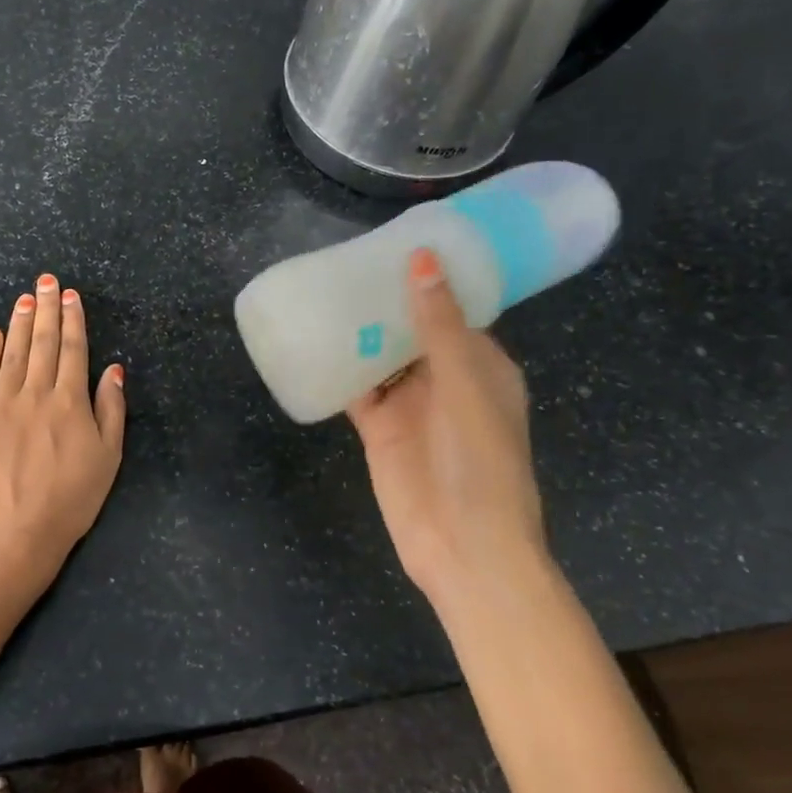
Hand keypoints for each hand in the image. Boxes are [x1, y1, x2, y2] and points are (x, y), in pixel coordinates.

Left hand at [0, 273, 124, 598]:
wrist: (15, 534)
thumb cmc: (71, 499)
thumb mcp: (108, 458)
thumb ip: (111, 409)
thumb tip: (113, 368)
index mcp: (70, 401)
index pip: (73, 349)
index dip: (72, 319)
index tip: (70, 295)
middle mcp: (36, 394)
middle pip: (42, 342)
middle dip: (45, 309)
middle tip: (45, 280)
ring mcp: (2, 405)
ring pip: (12, 353)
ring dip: (18, 323)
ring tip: (23, 298)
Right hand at [347, 247, 544, 593]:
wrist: (463, 547)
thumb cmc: (479, 461)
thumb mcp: (464, 385)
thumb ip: (439, 325)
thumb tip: (423, 259)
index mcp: (481, 365)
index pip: (453, 310)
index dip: (427, 279)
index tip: (393, 246)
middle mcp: (445, 380)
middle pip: (411, 330)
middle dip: (384, 301)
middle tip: (344, 262)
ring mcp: (411, 405)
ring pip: (380, 356)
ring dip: (358, 331)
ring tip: (323, 291)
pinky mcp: (380, 429)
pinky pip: (356, 389)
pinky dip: (338, 368)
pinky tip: (310, 342)